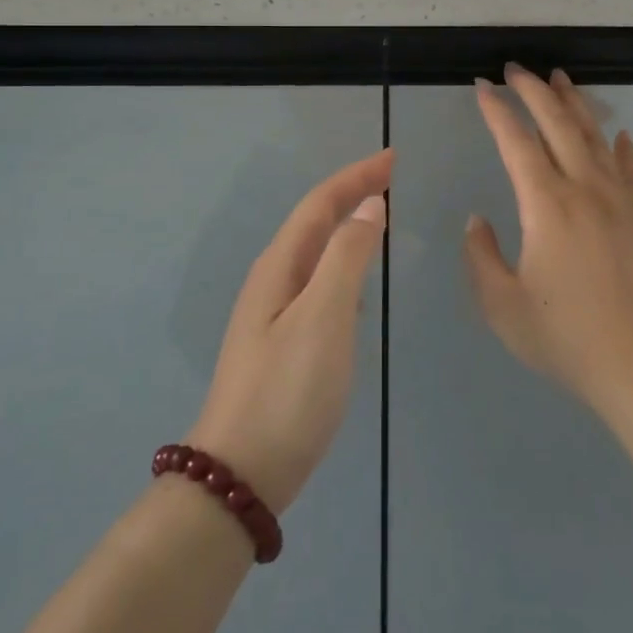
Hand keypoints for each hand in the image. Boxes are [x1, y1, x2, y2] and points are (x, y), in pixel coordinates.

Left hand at [187, 150, 390, 513]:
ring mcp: (272, 313)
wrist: (241, 474)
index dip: (356, 177)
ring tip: (377, 215)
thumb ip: (347, 257)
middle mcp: (272, 280)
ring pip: (313, 251)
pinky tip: (356, 280)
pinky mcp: (281, 341)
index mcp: (280, 267)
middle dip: (351, 193)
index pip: (320, 204)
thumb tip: (369, 206)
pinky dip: (341, 262)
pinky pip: (316, 280)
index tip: (392, 158)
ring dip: (345, 225)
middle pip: (313, 222)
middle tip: (391, 177)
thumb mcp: (324, 318)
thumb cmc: (287, 391)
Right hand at [466, 66, 632, 414]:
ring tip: (560, 78)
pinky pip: (630, 167)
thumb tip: (478, 220)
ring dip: (574, 104)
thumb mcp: (502, 305)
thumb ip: (482, 257)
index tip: (482, 87)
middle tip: (515, 69)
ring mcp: (620, 199)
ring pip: (595, 136)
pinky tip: (618, 132)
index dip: (497, 111)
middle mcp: (584, 189)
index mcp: (546, 205)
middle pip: (558, 124)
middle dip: (534, 91)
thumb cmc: (565, 337)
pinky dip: (621, 145)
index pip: (516, 142)